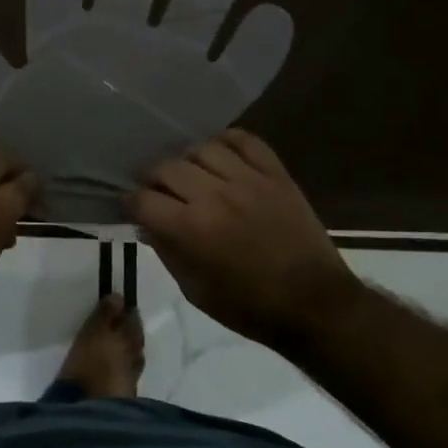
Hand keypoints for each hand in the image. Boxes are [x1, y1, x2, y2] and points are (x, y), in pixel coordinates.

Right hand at [128, 130, 350, 351]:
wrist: (316, 304)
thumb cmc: (251, 307)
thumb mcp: (196, 291)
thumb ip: (167, 253)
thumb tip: (147, 225)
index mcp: (191, 229)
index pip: (144, 199)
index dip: (131, 203)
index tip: (132, 207)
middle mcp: (214, 196)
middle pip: (167, 167)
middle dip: (153, 179)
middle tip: (157, 190)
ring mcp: (247, 179)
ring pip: (201, 148)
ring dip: (187, 160)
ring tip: (190, 174)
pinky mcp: (275, 173)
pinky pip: (244, 139)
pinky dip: (226, 141)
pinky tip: (221, 156)